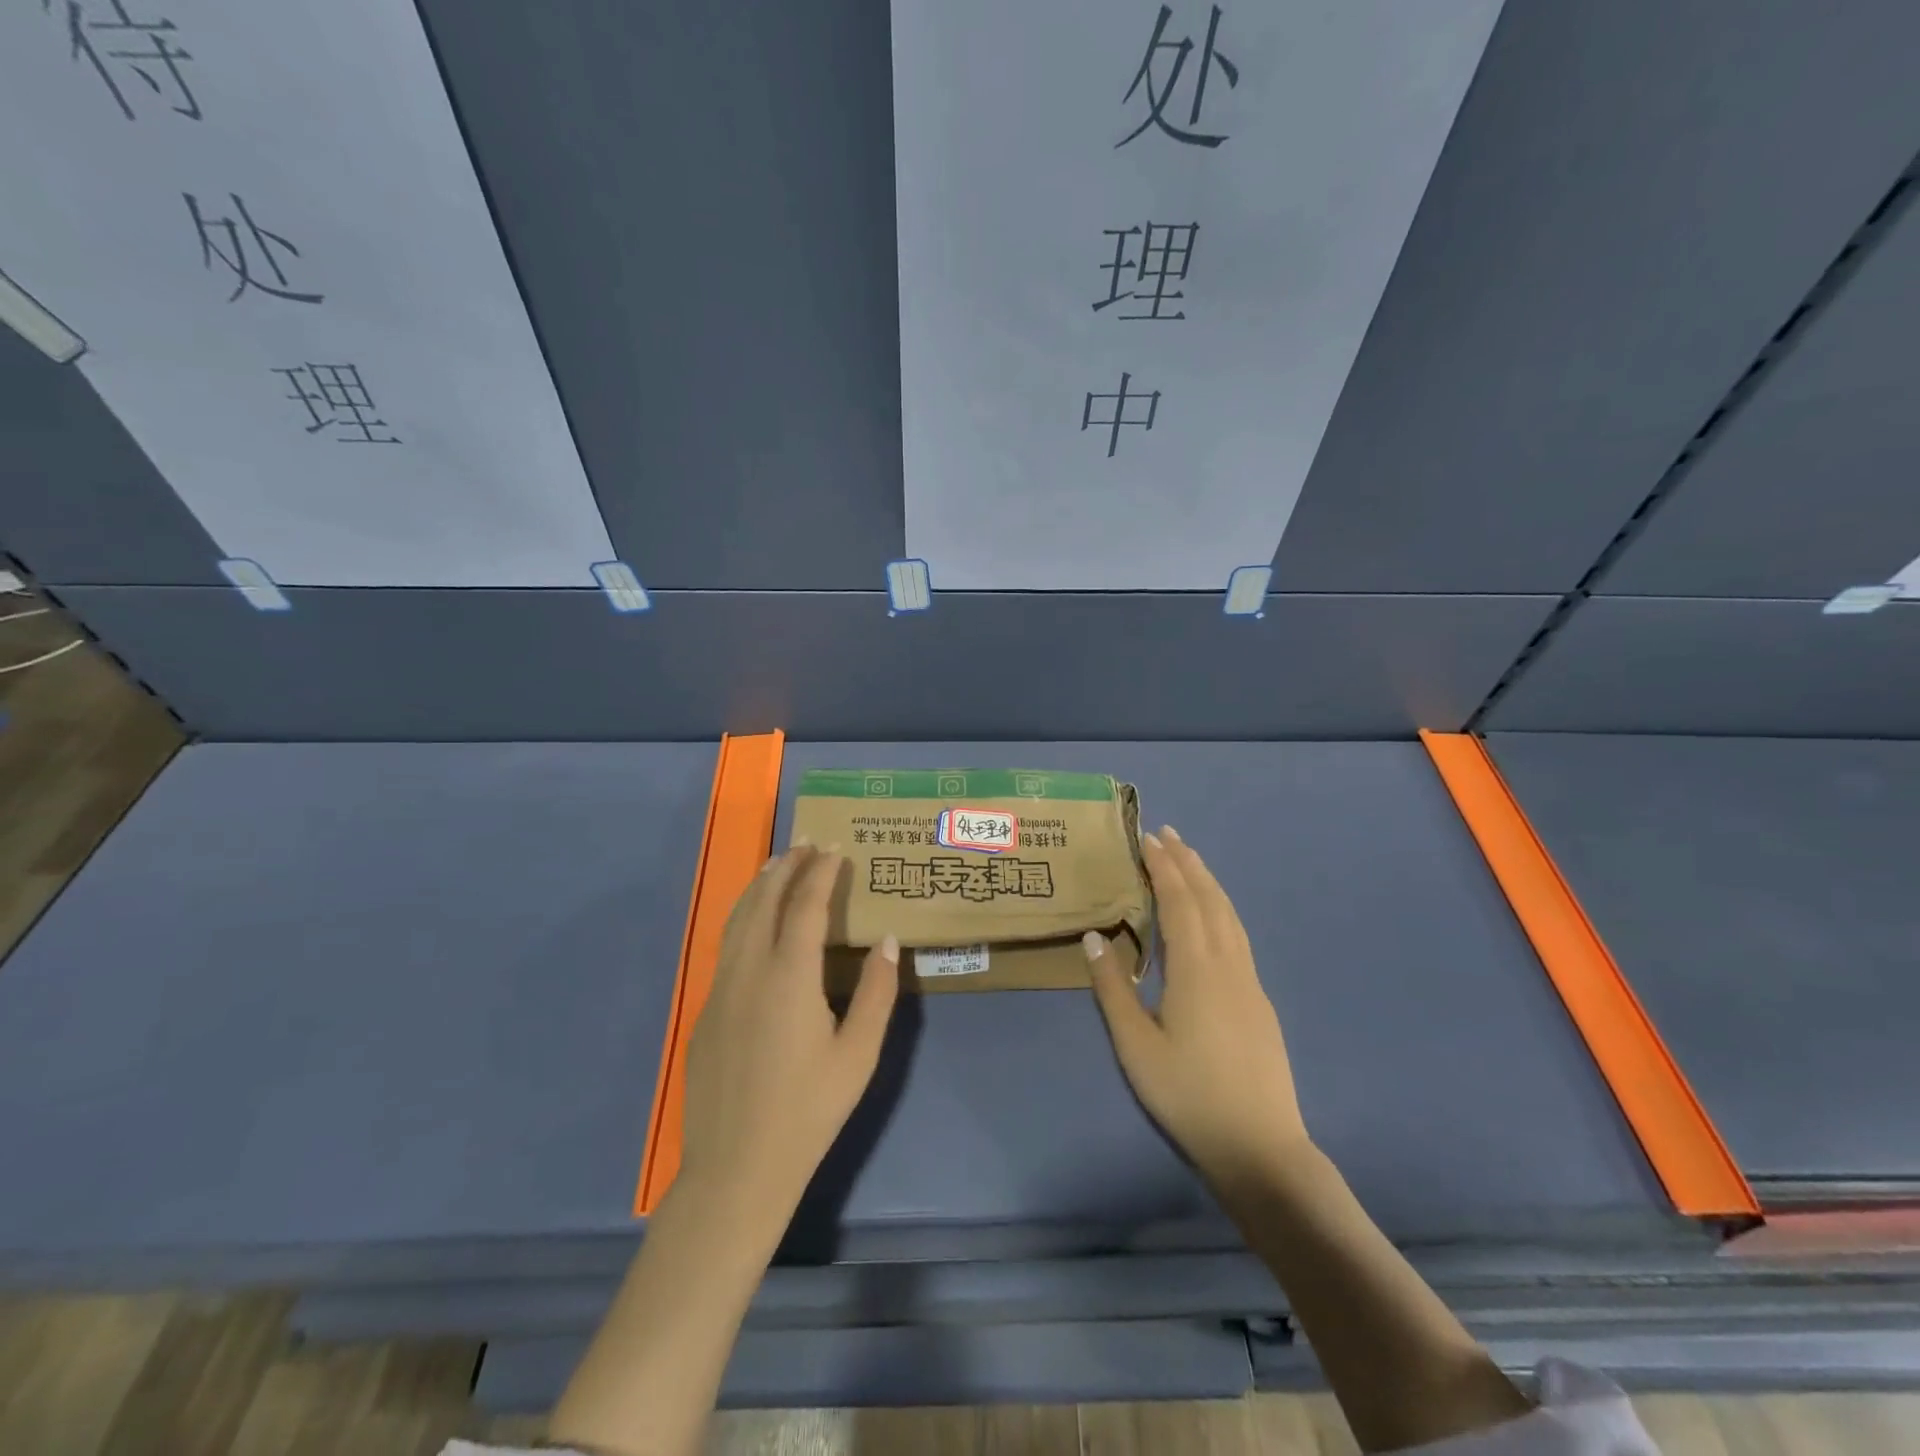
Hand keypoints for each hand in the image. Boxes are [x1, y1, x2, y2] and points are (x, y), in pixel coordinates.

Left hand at [677, 845, 900, 1231]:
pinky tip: (755, 923)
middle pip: (764, 901)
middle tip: (806, 844)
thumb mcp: (859, 1055)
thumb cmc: (808, 1112)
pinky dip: (744, 918)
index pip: (805, 905)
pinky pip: (726, 947)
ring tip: (777, 865)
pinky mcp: (705, 1012)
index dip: (821, 873)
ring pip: (738, 920)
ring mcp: (720, 990)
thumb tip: (887, 940)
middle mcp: (749, 971)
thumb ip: (876, 992)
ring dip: (759, 887)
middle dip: (786, 867)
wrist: (736, 1169)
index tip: (834, 849)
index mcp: (789, 977)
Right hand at [1086, 825, 1309, 1185]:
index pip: (1180, 902)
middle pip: (1211, 900)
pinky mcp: (1259, 1001)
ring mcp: (1250, 982)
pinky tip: (1212, 917)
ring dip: (1208, 882)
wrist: (1261, 1148)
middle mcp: (1228, 964)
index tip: (1148, 838)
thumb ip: (1113, 989)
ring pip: (1230, 916)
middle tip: (1168, 834)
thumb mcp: (1136, 1046)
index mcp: (1197, 969)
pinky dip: (1221, 909)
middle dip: (1189, 863)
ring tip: (1190, 861)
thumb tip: (1094, 938)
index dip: (1164, 867)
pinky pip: (1238, 936)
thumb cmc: (1189, 1095)